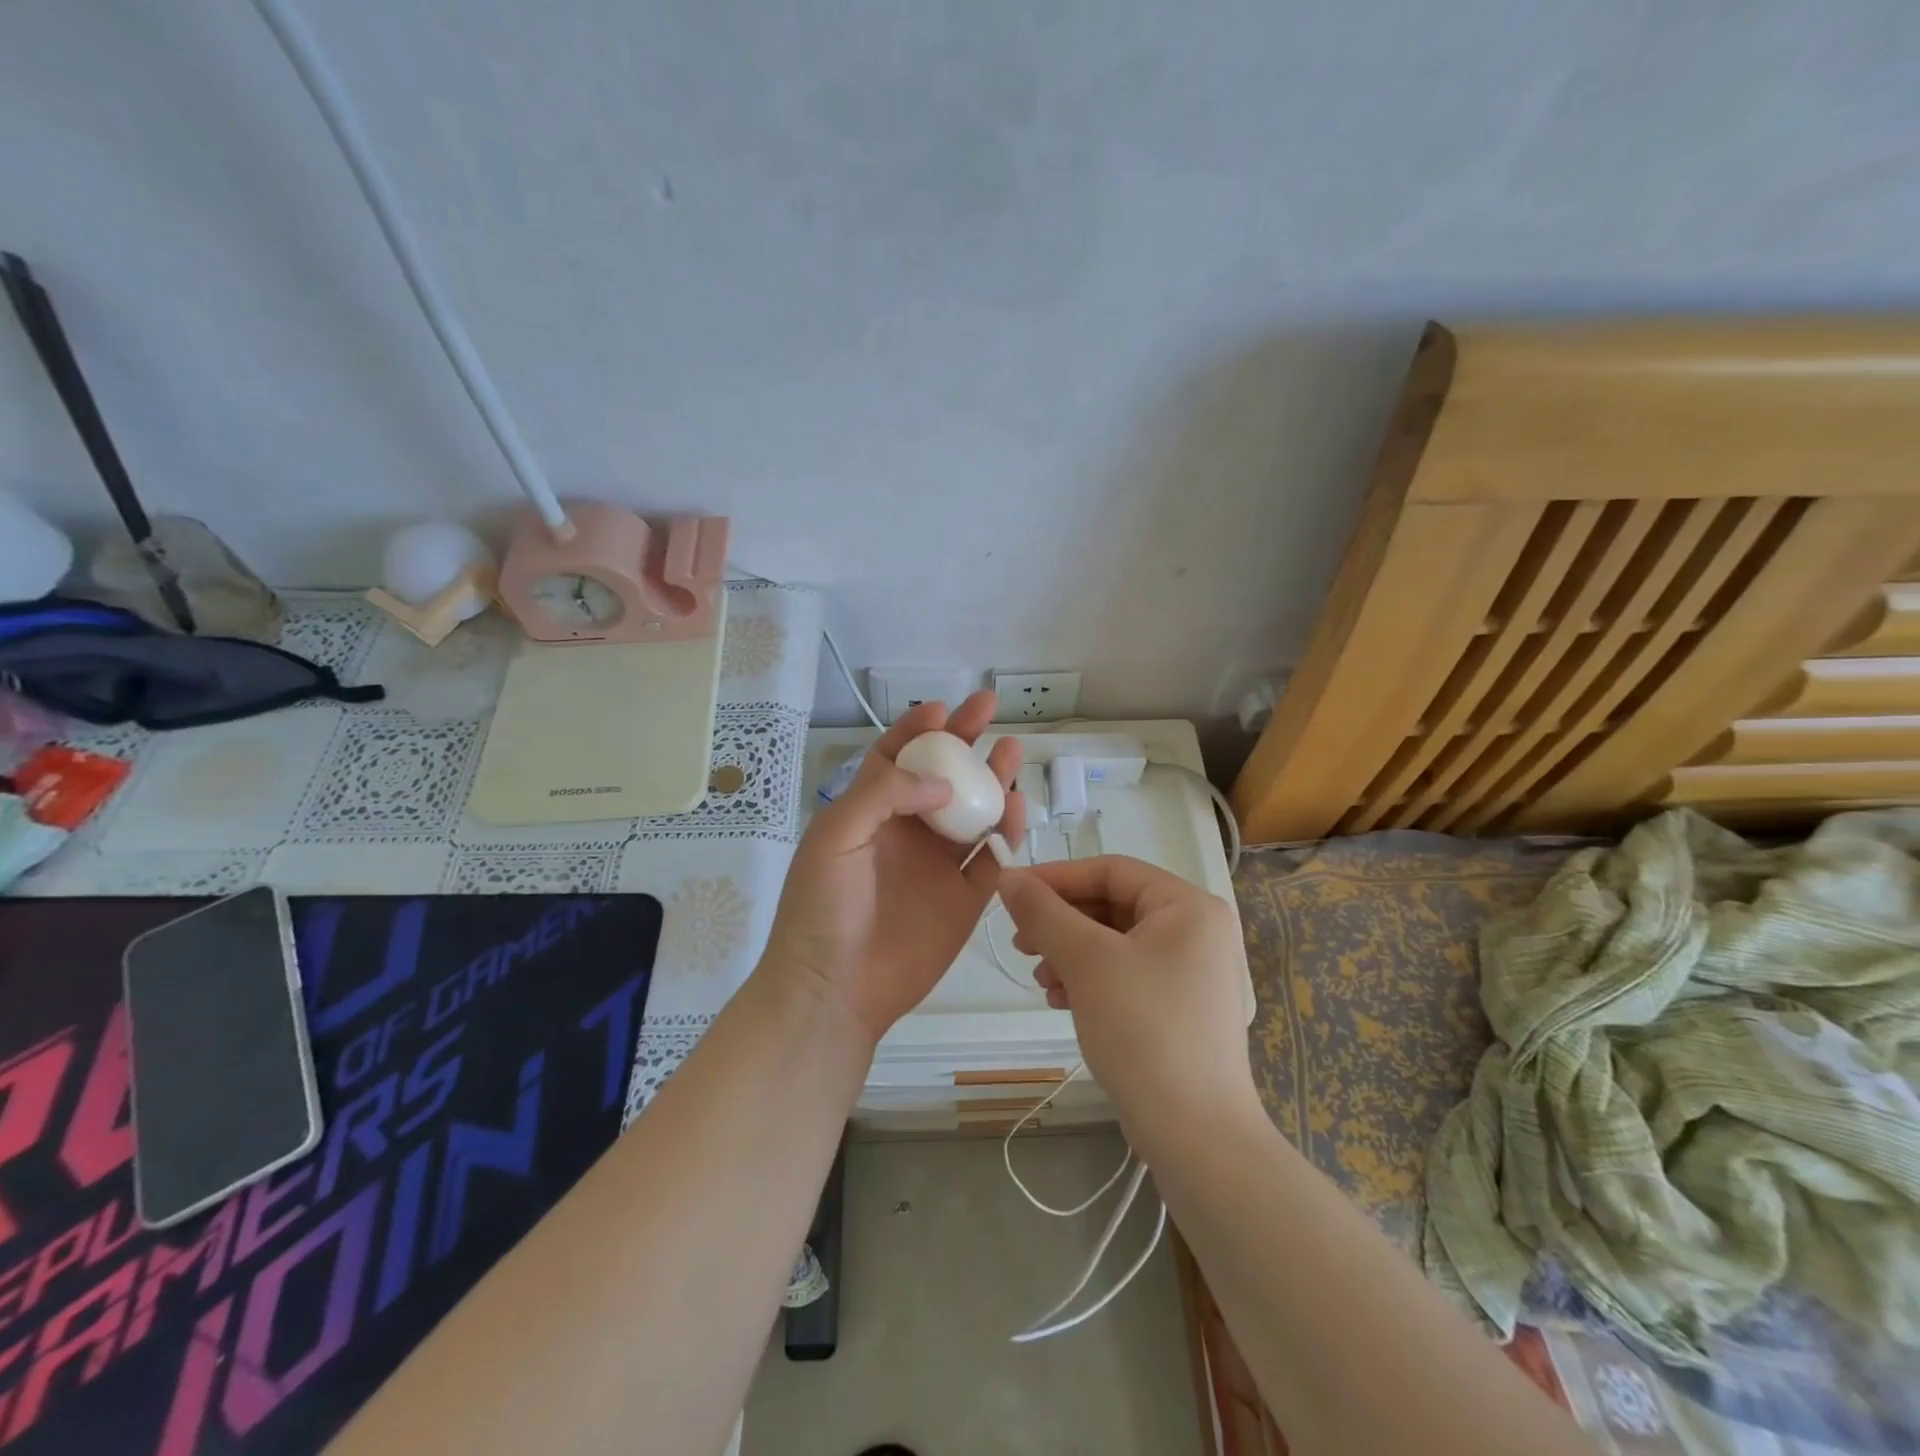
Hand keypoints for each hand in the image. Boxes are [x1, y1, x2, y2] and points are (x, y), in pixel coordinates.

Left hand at [761, 693, 1024, 1042]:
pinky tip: (1016, 807)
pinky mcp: (964, 900)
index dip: (918, 732)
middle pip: (942, 778)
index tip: (944, 710)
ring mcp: (938, 866)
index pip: (895, 759)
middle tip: (989, 711)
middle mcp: (907, 833)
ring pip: (972, 813)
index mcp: (870, 814)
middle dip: (965, 743)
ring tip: (1010, 751)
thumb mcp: (837, 836)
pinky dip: (1006, 834)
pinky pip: (991, 860)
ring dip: (992, 781)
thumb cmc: (823, 907)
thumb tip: (942, 782)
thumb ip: (884, 794)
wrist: (835, 989)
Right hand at [997, 855, 1257, 1139]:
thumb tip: (1008, 877)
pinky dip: (1093, 979)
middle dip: (1062, 923)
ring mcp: (1195, 973)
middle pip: (1114, 906)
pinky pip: (1129, 974)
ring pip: (1118, 943)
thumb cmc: (1144, 1031)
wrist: (1197, 1137)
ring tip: (1041, 980)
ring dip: (1072, 953)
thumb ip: (1044, 913)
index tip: (1010, 892)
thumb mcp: (1086, 962)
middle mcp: (1199, 930)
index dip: (1057, 877)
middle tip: (1021, 943)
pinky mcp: (1184, 1009)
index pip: (1112, 871)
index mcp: (1189, 906)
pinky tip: (1062, 1000)